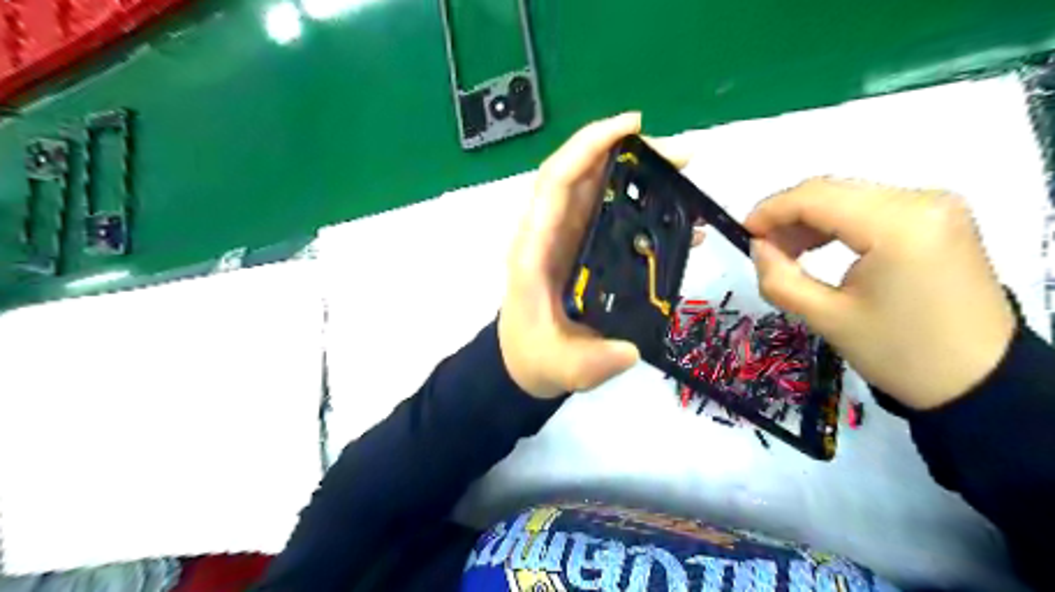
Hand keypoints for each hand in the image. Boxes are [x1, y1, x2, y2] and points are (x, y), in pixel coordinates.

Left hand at [499, 112, 698, 400]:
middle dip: (629, 154)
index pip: (556, 181)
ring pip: (599, 189)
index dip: (589, 146)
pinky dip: (642, 207)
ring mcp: (568, 239)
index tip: (633, 126)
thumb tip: (629, 349)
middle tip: (681, 157)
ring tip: (684, 176)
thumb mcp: (562, 367)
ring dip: (639, 175)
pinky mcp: (583, 248)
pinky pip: (611, 215)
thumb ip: (592, 362)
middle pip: (584, 175)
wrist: (525, 361)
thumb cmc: (535, 356)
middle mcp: (550, 234)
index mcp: (535, 249)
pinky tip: (678, 220)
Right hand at [740, 178, 1013, 411]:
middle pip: (833, 191)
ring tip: (787, 253)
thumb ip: (779, 278)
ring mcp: (935, 207)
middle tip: (763, 248)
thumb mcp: (826, 318)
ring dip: (810, 220)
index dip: (770, 210)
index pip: (817, 197)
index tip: (742, 233)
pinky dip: (837, 223)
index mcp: (898, 225)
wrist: (978, 380)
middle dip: (788, 216)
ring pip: (850, 197)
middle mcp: (922, 201)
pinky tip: (819, 247)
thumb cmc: (899, 353)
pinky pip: (872, 208)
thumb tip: (758, 247)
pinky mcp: (938, 219)